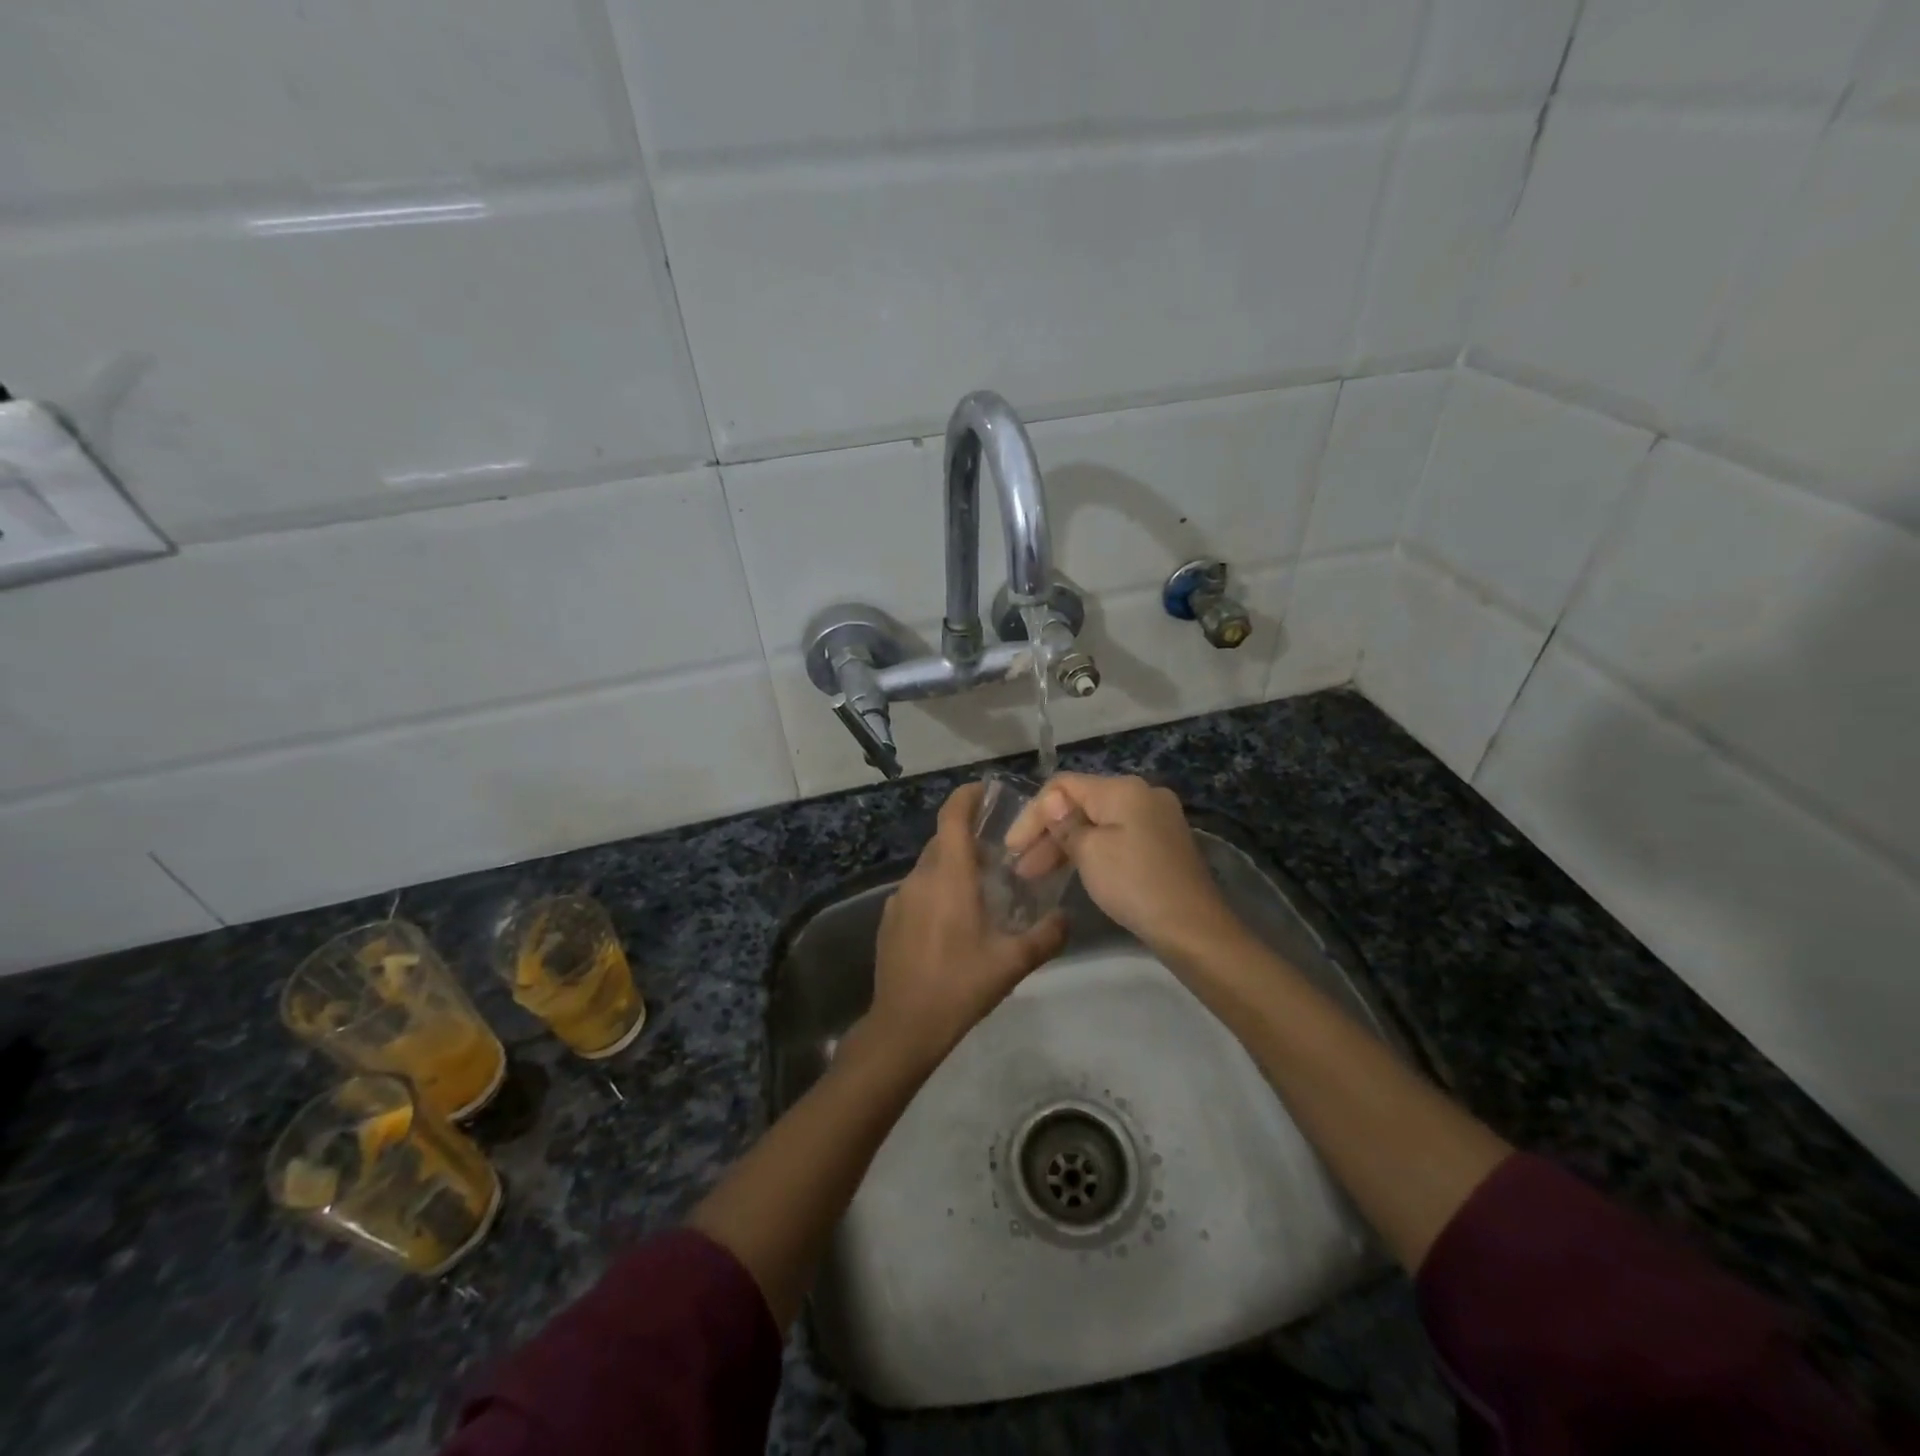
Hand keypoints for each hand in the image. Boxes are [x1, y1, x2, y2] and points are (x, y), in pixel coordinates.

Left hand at [868, 783, 1067, 1060]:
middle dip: (968, 836)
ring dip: (953, 866)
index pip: (951, 817)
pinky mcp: (890, 919)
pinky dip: (937, 889)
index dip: (966, 797)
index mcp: (949, 877)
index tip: (985, 791)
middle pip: (942, 840)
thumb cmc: (960, 986)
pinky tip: (955, 918)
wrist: (904, 1026)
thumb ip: (1046, 936)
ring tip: (982, 886)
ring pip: (930, 866)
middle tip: (1000, 850)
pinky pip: (918, 890)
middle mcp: (920, 878)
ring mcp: (900, 899)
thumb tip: (1067, 918)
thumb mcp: (1012, 963)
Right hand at [1004, 773, 1238, 957]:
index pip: (1063, 786)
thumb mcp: (1090, 853)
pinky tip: (1070, 871)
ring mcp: (1155, 818)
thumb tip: (1051, 801)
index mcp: (1123, 788)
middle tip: (1021, 867)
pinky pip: (1115, 837)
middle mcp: (1142, 794)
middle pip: (1081, 803)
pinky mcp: (1161, 843)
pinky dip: (1090, 851)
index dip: (1033, 813)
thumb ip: (1064, 823)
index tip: (1012, 847)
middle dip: (1047, 833)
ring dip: (1065, 844)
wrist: (1192, 928)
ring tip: (1036, 874)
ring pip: (1097, 822)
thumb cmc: (1134, 884)